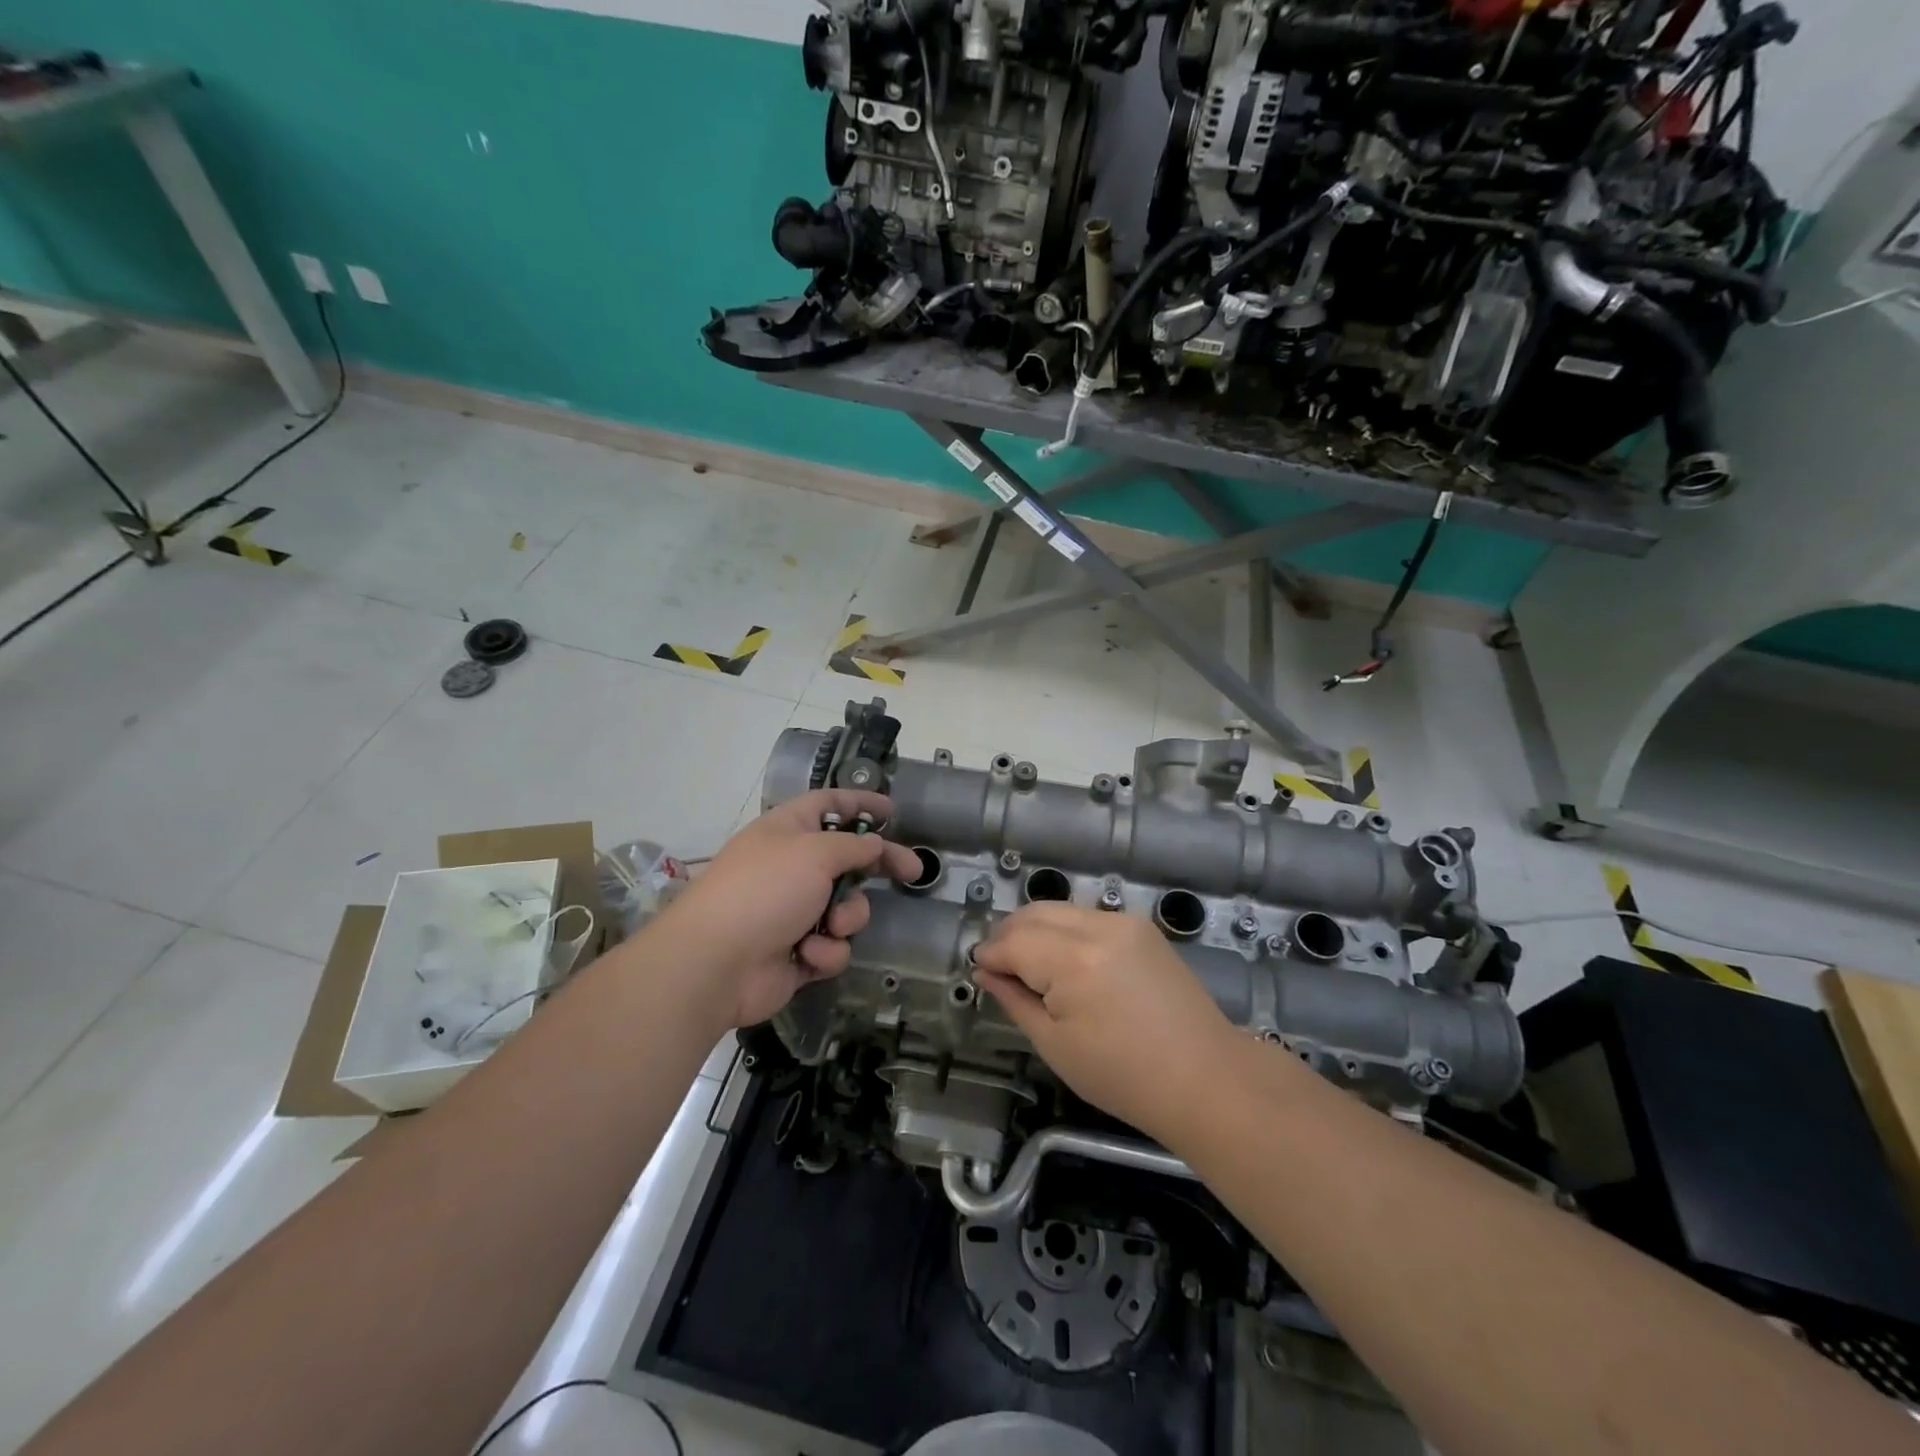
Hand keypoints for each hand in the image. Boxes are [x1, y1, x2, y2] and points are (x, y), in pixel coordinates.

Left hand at [649, 789, 920, 1029]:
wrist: (716, 963)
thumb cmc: (765, 891)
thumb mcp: (815, 852)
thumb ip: (853, 846)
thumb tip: (873, 845)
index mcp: (788, 831)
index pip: (829, 805)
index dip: (860, 803)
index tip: (892, 812)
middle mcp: (792, 867)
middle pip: (848, 859)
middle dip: (877, 867)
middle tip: (912, 872)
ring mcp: (794, 912)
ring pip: (847, 908)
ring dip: (846, 917)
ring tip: (829, 926)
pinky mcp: (798, 953)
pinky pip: (833, 946)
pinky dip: (825, 951)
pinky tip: (806, 955)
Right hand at [973, 903, 1239, 1143]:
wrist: (1204, 1077)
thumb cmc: (1123, 1075)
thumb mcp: (1055, 1044)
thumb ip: (1014, 999)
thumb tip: (985, 972)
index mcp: (1072, 960)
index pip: (1013, 942)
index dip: (989, 955)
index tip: (977, 971)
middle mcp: (1097, 926)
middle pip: (1034, 913)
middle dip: (1008, 934)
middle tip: (996, 966)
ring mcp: (1124, 922)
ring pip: (1060, 909)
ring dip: (1035, 929)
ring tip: (1027, 964)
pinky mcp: (1142, 928)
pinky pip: (1088, 917)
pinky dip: (1065, 931)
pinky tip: (1064, 960)